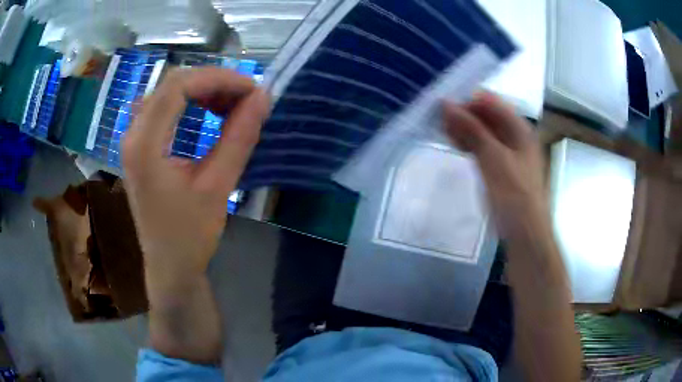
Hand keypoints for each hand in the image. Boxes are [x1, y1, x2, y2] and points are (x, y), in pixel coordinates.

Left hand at [122, 67, 269, 287]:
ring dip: (202, 91)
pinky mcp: (140, 146)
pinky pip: (164, 108)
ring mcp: (133, 139)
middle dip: (213, 82)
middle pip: (172, 84)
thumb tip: (263, 97)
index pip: (178, 86)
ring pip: (167, 93)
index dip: (218, 78)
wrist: (169, 266)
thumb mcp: (217, 187)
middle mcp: (132, 134)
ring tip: (231, 104)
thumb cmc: (190, 235)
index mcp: (144, 145)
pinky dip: (190, 103)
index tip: (251, 89)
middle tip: (245, 97)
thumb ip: (239, 138)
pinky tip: (209, 114)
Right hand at [442, 92, 545, 237]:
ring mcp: (509, 152)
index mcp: (519, 128)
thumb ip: (472, 130)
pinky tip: (456, 145)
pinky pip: (483, 147)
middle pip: (486, 115)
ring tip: (443, 133)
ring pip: (483, 131)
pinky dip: (469, 144)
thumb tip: (446, 104)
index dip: (466, 100)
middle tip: (438, 122)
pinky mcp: (501, 167)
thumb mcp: (493, 159)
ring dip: (464, 129)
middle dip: (463, 115)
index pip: (490, 101)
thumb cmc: (514, 196)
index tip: (442, 107)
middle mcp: (515, 135)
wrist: (525, 235)